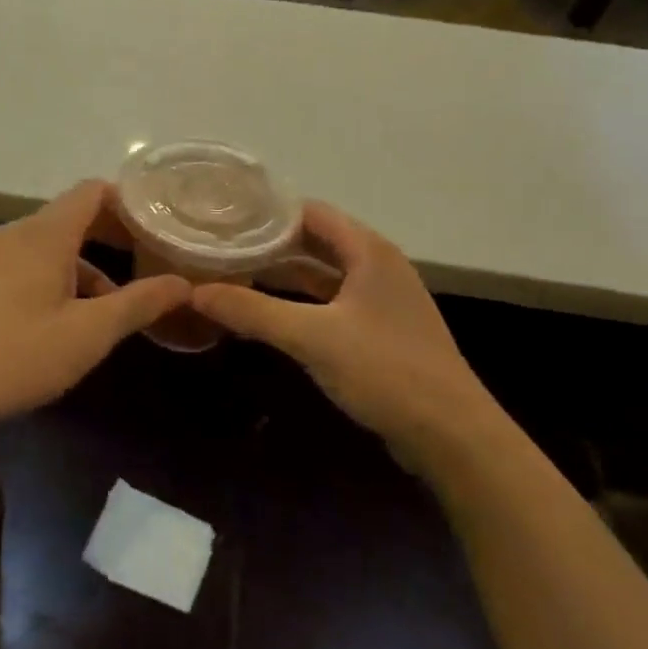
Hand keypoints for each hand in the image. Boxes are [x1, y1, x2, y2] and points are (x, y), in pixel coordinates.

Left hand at [0, 180, 189, 430]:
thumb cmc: (15, 354)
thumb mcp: (89, 333)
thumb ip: (139, 303)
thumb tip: (183, 282)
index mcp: (47, 232)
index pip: (94, 191)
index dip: (131, 203)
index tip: (162, 228)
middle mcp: (20, 233)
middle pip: (76, 215)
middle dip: (116, 235)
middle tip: (152, 261)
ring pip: (55, 245)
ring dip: (90, 264)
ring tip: (120, 304)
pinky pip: (34, 265)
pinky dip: (63, 279)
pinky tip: (73, 322)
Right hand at [194, 203, 495, 446]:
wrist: (453, 436)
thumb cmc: (386, 371)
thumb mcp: (311, 337)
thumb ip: (252, 310)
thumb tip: (194, 291)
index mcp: (368, 251)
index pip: (309, 212)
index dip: (267, 213)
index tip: (224, 218)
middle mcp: (377, 265)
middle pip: (315, 241)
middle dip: (270, 243)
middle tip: (221, 247)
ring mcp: (381, 300)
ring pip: (323, 274)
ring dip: (283, 274)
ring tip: (234, 274)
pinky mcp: (381, 331)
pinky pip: (331, 302)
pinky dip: (300, 302)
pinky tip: (268, 314)